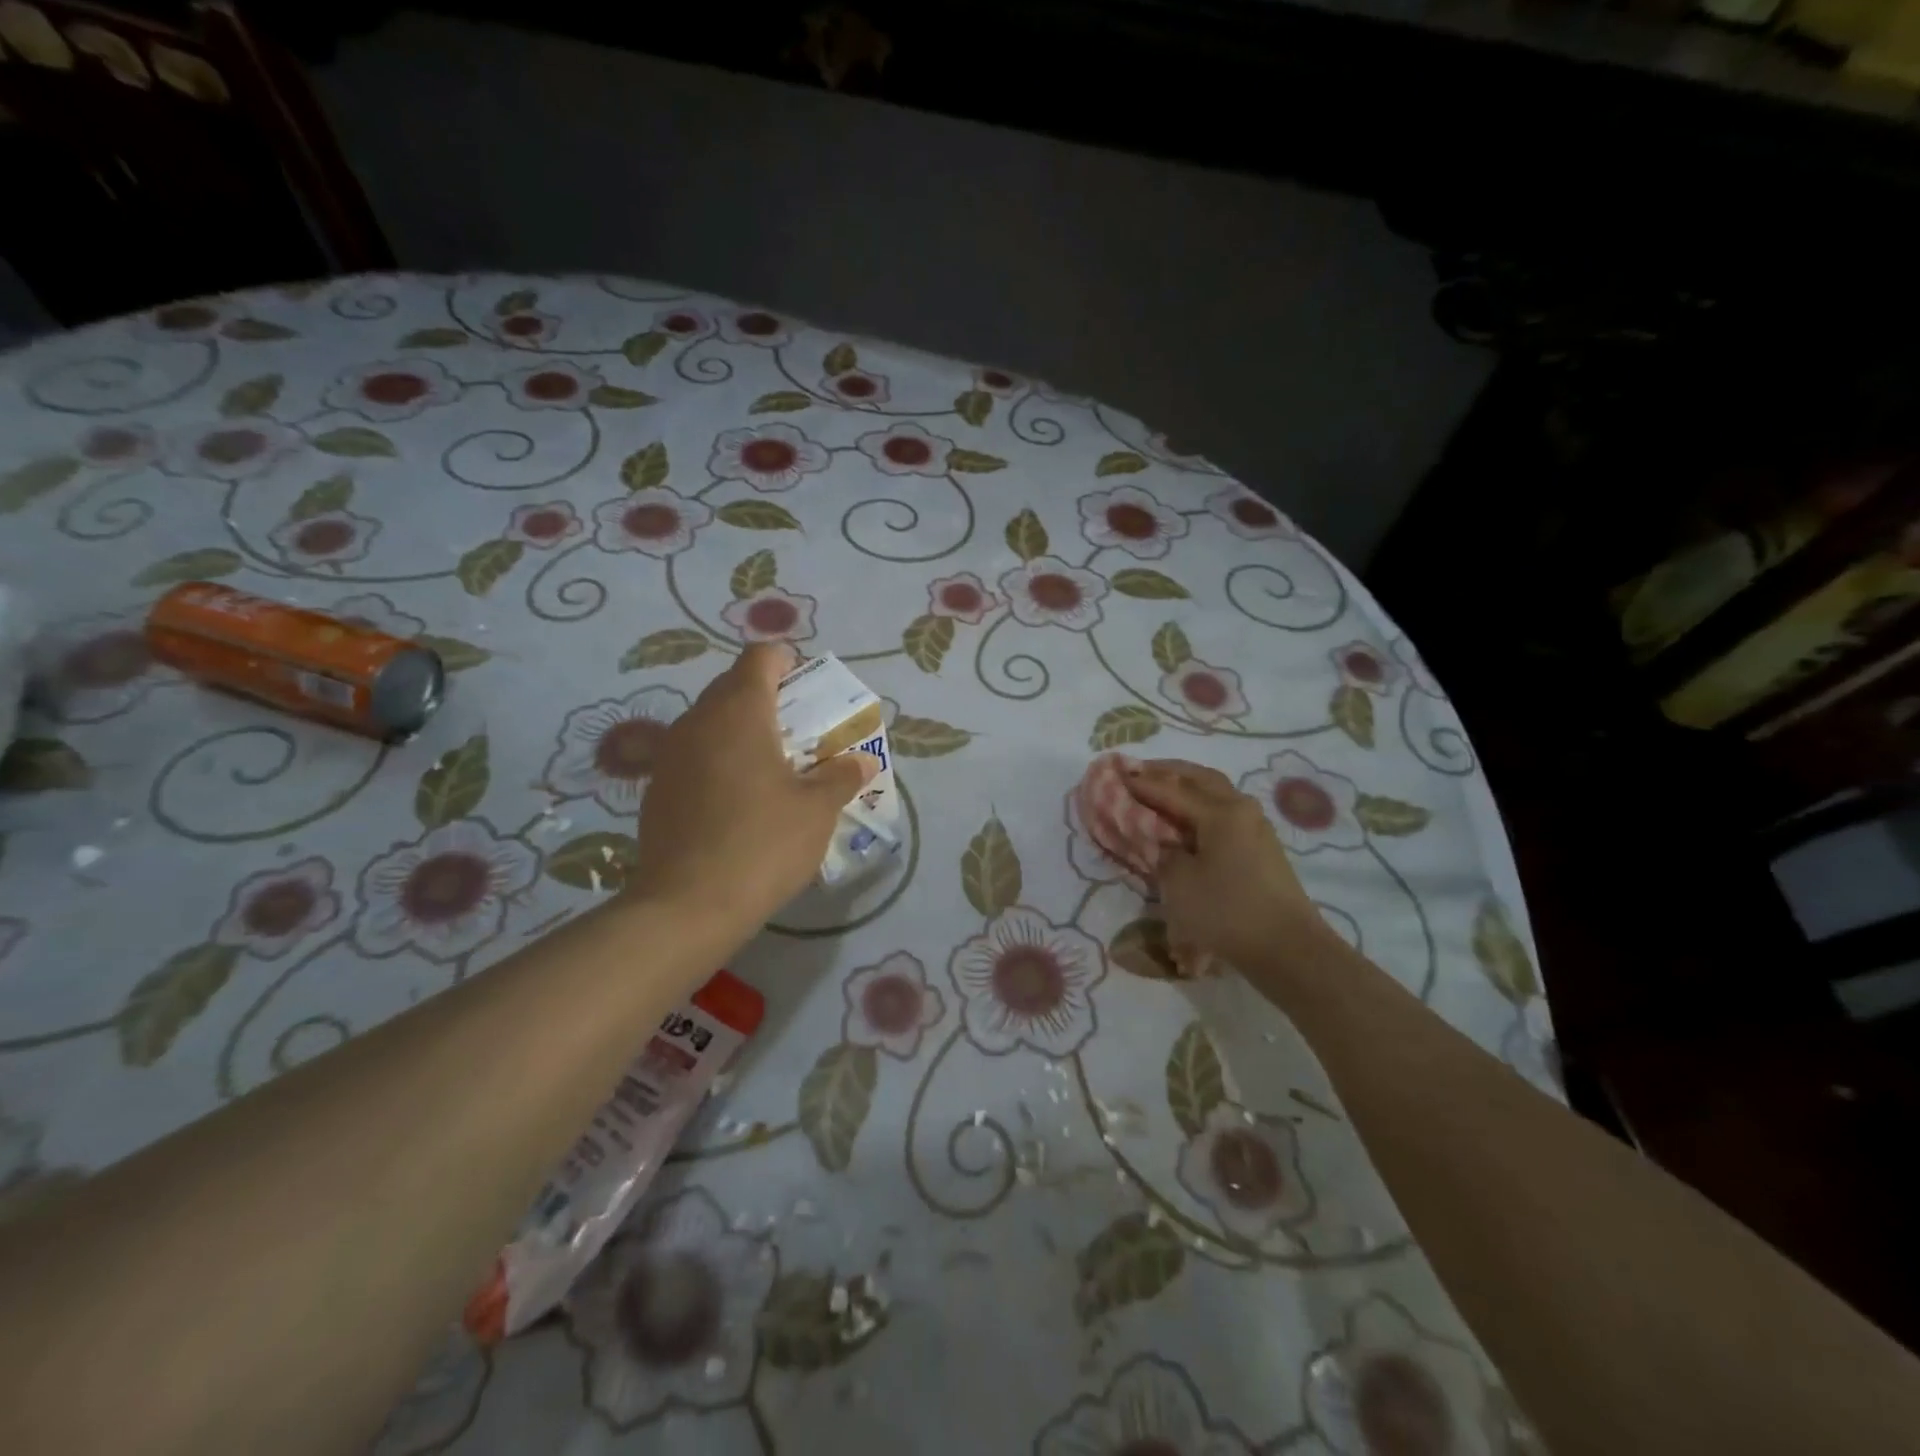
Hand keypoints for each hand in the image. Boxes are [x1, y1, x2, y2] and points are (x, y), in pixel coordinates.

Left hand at [636, 643, 876, 936]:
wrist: (687, 907)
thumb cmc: (763, 844)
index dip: (787, 662)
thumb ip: (842, 776)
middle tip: (801, 731)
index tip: (808, 687)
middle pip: (733, 686)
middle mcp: (698, 721)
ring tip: (773, 766)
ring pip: (711, 722)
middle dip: (769, 698)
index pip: (760, 657)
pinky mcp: (657, 788)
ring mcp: (670, 754)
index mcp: (739, 712)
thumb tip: (863, 761)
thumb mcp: (818, 810)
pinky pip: (694, 755)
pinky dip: (719, 760)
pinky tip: (738, 800)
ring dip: (742, 731)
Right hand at [1123, 759, 1331, 974]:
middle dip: (1167, 772)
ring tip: (1160, 790)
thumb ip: (1163, 852)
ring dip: (1187, 786)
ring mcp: (1256, 827)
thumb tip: (1164, 842)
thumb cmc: (1227, 911)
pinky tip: (1186, 818)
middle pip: (1200, 778)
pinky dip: (1201, 806)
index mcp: (1221, 811)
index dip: (1141, 782)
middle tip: (1137, 771)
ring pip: (1215, 793)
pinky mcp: (1261, 848)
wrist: (1289, 950)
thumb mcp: (1179, 883)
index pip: (1171, 788)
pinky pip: (1224, 813)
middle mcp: (1241, 809)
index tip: (1115, 773)